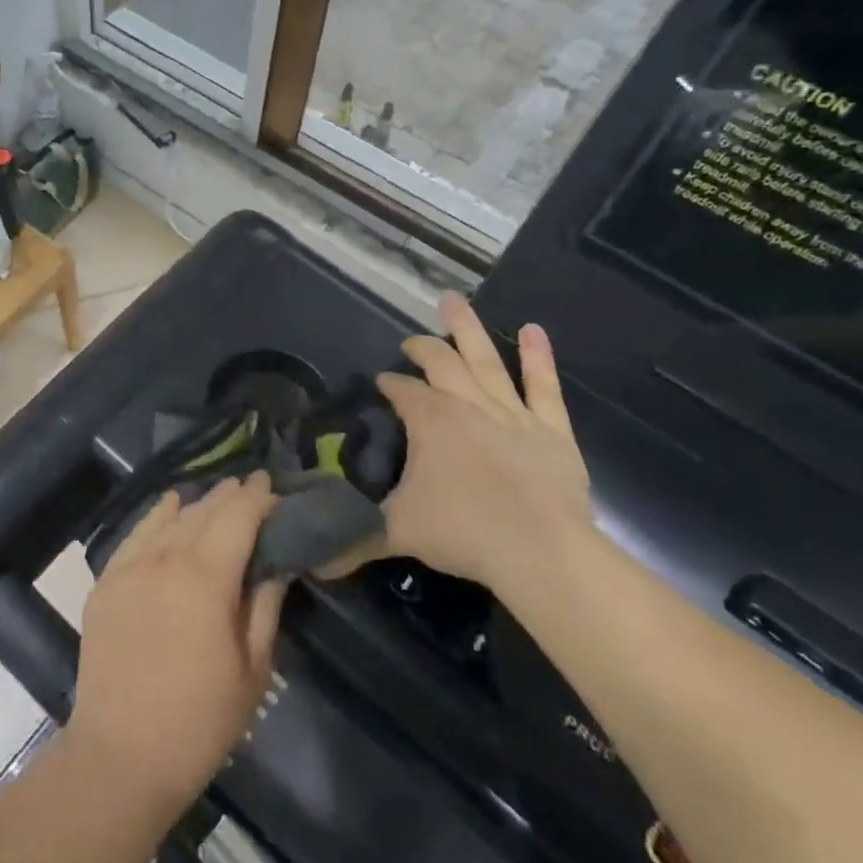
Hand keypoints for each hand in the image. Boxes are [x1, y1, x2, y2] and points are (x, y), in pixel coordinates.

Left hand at [67, 475, 285, 810]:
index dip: (257, 498)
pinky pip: (136, 534)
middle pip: (203, 512)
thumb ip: (264, 606)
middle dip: (230, 495)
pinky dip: (157, 515)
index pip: (237, 518)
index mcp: (206, 578)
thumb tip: (277, 563)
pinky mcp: (106, 581)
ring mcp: (129, 567)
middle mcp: (165, 558)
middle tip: (251, 485)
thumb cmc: (199, 722)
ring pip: (169, 519)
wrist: (121, 755)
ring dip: (198, 503)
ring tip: (219, 494)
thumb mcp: (251, 670)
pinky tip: (170, 503)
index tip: (272, 486)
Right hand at [356, 294, 592, 591]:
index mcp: (429, 419)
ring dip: (468, 328)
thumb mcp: (397, 532)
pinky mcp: (551, 428)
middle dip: (421, 347)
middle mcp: (466, 403)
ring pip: (486, 359)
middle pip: (440, 362)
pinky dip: (538, 357)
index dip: (390, 384)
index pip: (402, 391)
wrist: (540, 550)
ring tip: (454, 300)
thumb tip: (311, 562)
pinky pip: (543, 386)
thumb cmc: (463, 530)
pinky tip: (533, 330)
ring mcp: (512, 412)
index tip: (381, 383)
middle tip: (409, 341)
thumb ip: (353, 540)